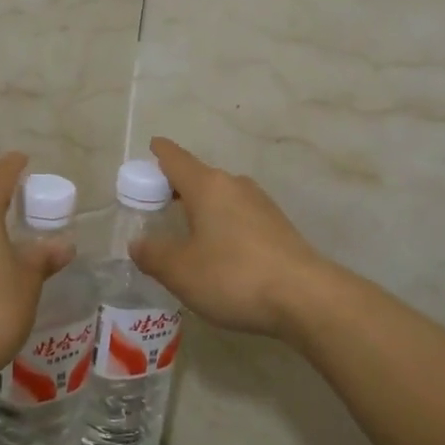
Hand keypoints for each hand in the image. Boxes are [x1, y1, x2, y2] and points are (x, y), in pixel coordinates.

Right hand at [130, 137, 331, 339]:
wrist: (306, 298)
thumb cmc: (233, 276)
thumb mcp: (180, 271)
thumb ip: (153, 255)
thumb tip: (138, 244)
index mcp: (207, 186)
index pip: (176, 159)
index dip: (160, 153)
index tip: (151, 147)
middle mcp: (235, 186)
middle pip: (199, 177)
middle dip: (177, 186)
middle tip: (156, 204)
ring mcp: (262, 205)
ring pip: (222, 197)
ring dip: (202, 208)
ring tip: (185, 230)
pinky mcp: (278, 228)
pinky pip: (240, 216)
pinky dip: (222, 224)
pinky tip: (218, 251)